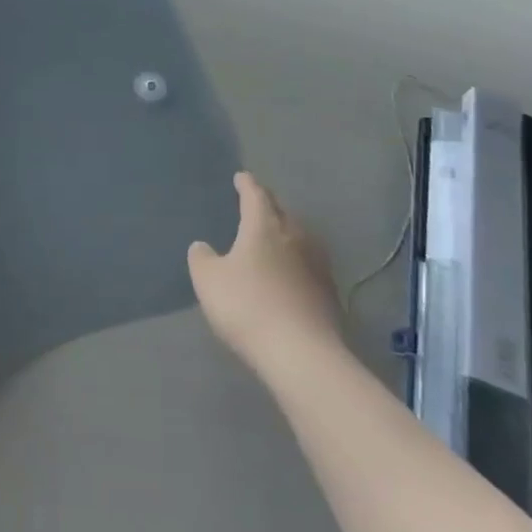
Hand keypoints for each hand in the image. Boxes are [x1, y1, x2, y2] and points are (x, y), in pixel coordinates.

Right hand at [189, 172, 345, 377]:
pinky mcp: (329, 293)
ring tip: (274, 236)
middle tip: (257, 204)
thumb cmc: (247, 306)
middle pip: (282, 213)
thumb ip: (202, 258)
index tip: (241, 177)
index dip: (247, 185)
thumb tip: (203, 246)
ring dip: (286, 233)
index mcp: (264, 227)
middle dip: (269, 206)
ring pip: (300, 237)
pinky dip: (297, 261)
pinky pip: (309, 264)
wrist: (301, 354)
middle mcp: (294, 237)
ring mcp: (317, 265)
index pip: (256, 196)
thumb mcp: (208, 280)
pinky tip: (290, 273)